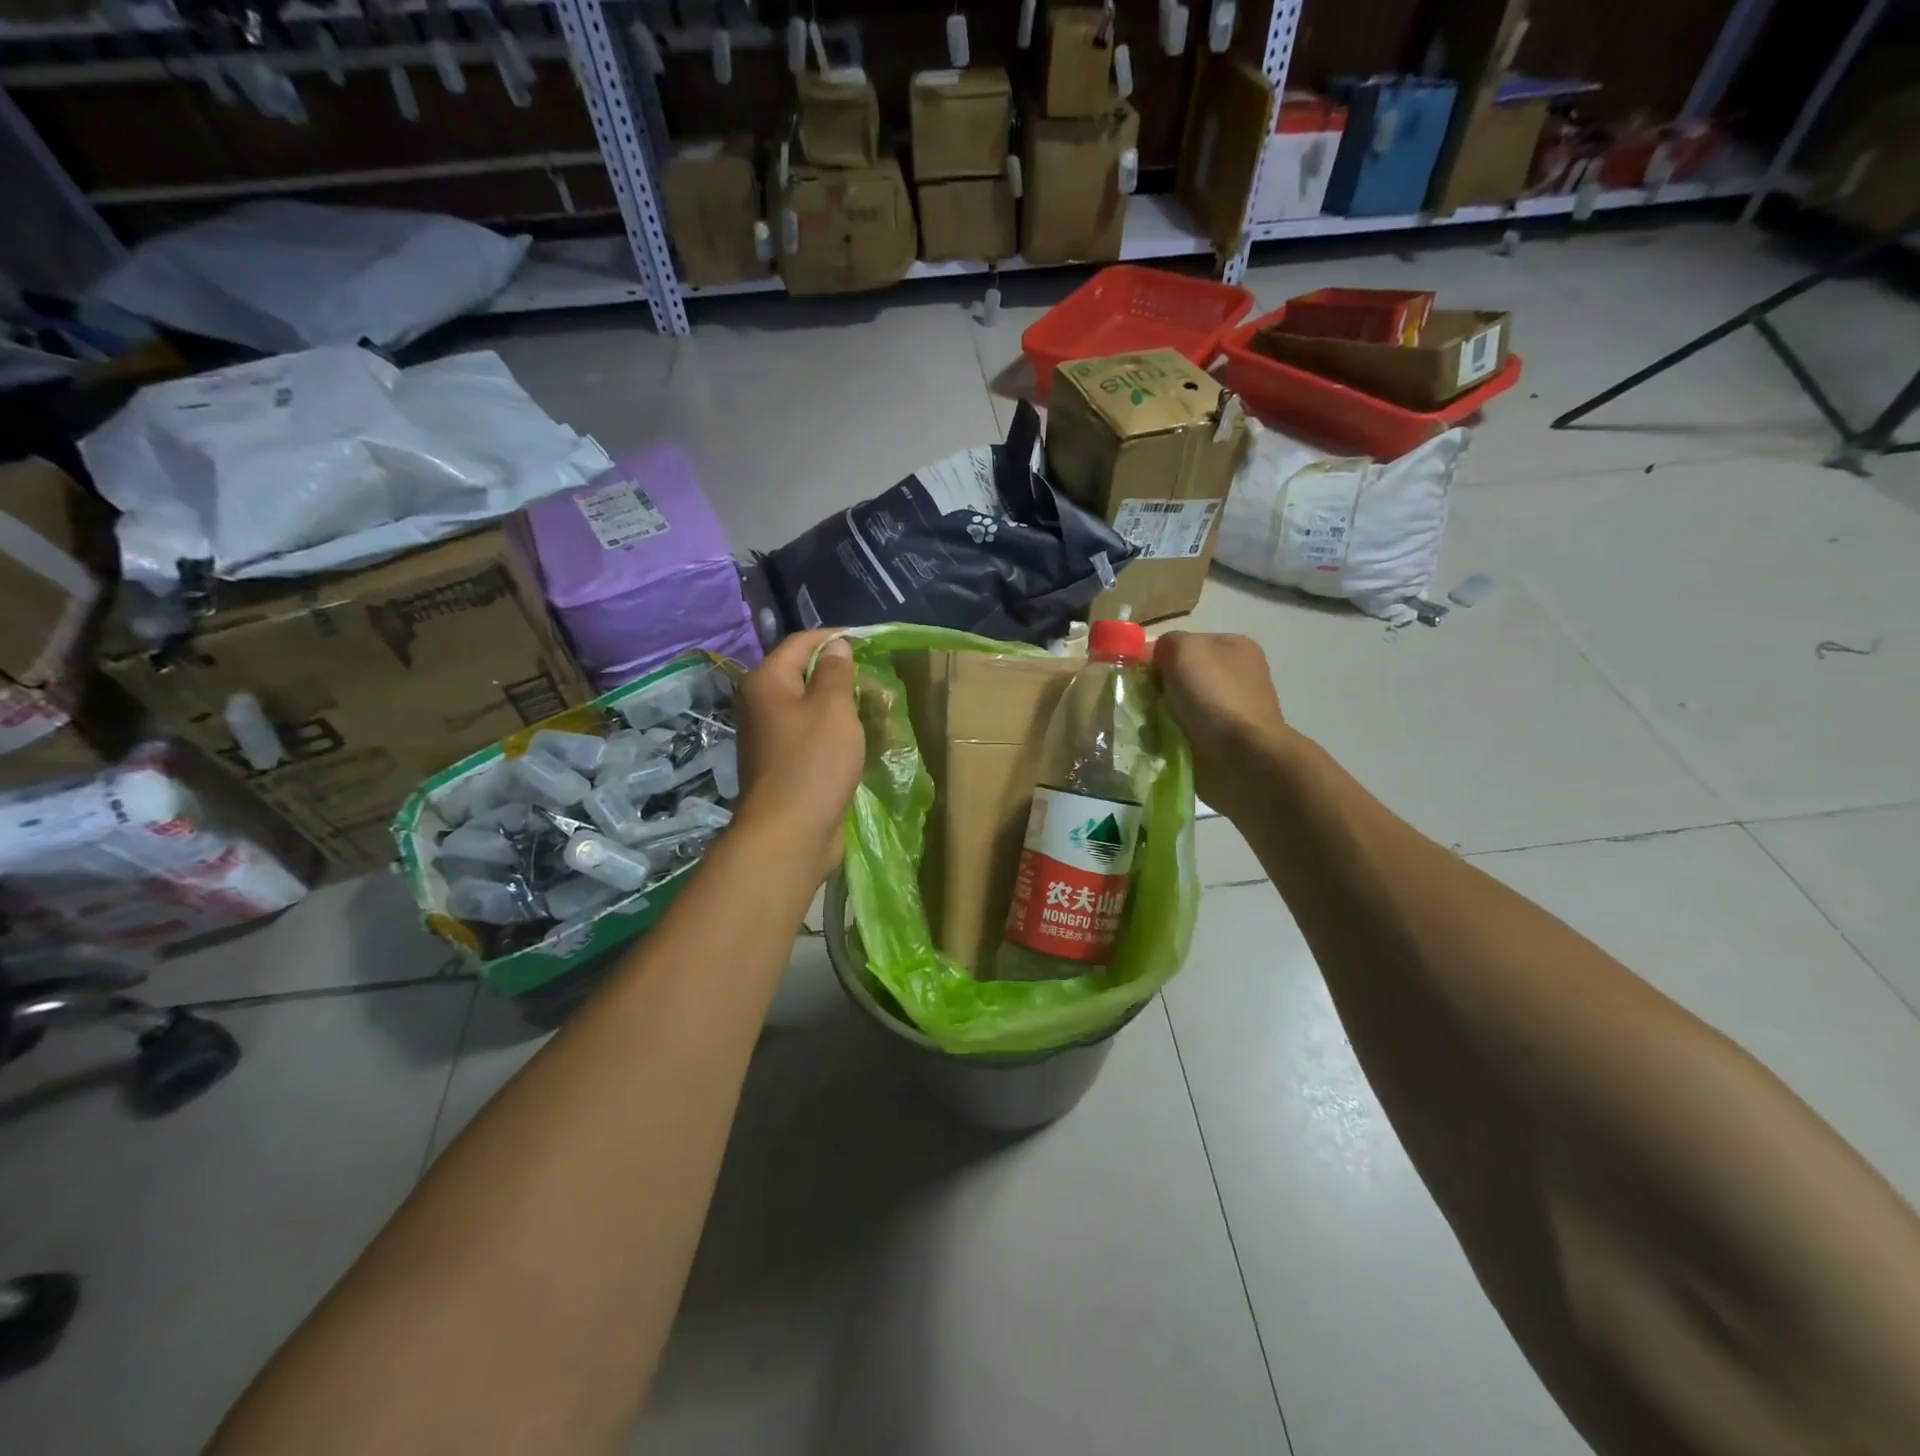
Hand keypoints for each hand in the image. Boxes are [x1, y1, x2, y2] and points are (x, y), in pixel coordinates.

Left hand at [734, 630, 864, 876]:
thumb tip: (835, 646)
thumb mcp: (833, 708)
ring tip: (872, 707)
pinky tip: (856, 739)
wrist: (789, 833)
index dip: (834, 637)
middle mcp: (760, 705)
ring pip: (807, 707)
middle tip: (875, 678)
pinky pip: (809, 736)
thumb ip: (835, 672)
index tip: (869, 641)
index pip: (801, 642)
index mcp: (766, 682)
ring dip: (838, 705)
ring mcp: (768, 738)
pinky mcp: (781, 766)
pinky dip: (832, 732)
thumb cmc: (813, 762)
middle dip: (838, 673)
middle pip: (801, 674)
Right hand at [1153, 632, 1290, 809]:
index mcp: (1235, 647)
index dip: (1158, 656)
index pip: (1185, 644)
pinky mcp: (1223, 743)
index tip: (1139, 674)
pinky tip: (1159, 745)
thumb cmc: (1213, 695)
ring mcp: (1231, 711)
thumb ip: (1165, 643)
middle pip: (1180, 677)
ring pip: (1179, 708)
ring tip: (1147, 729)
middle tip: (1140, 703)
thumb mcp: (1183, 649)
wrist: (1240, 757)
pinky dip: (1168, 739)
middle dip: (1157, 690)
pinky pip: (1184, 734)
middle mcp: (1237, 676)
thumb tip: (1154, 659)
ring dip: (1159, 717)